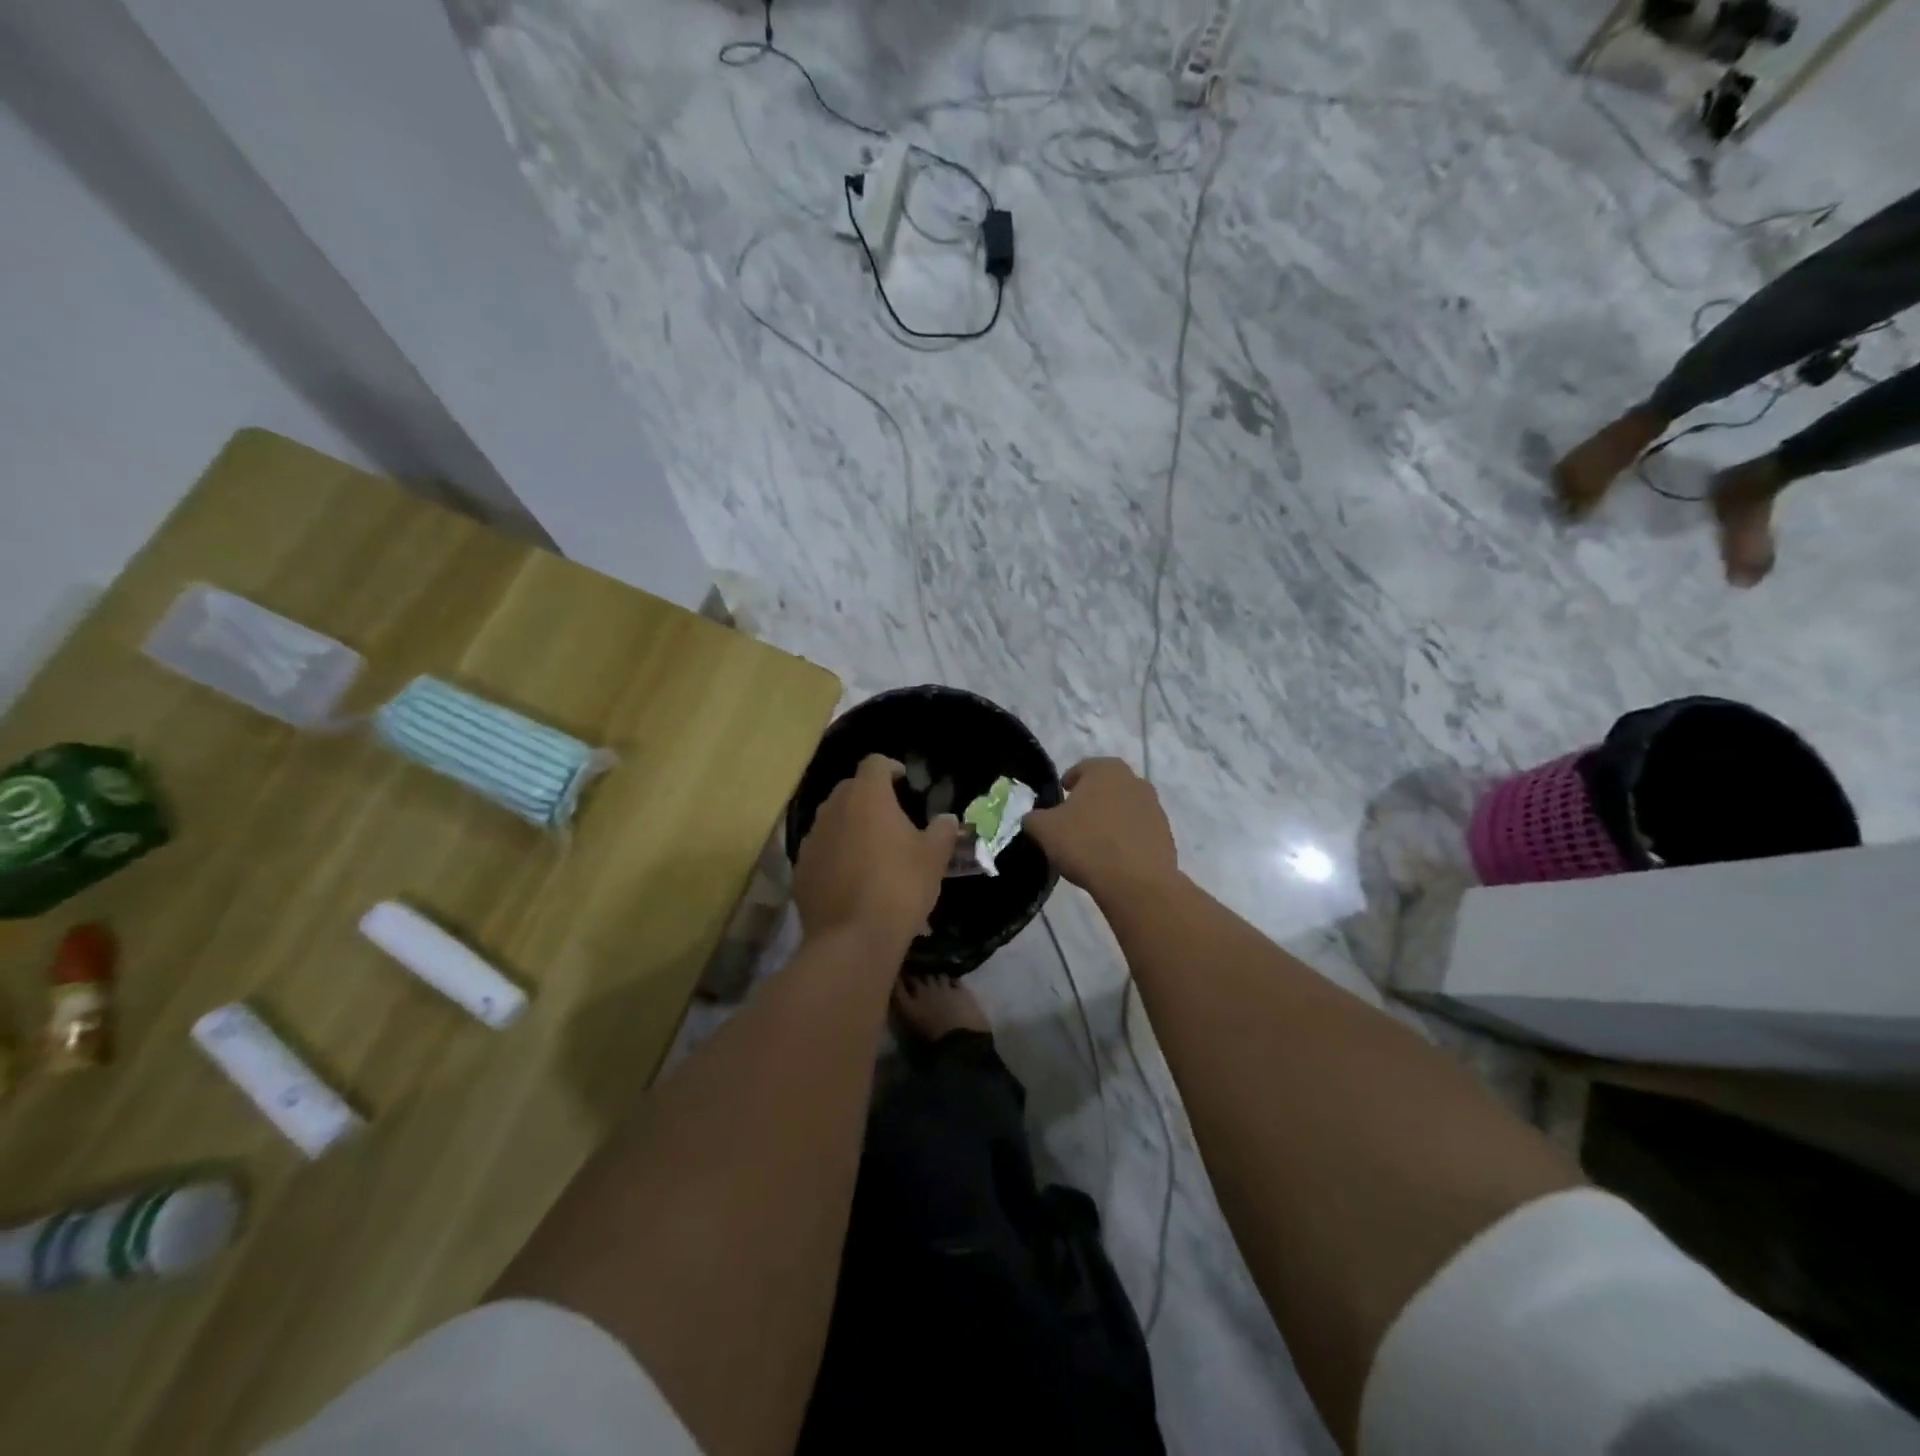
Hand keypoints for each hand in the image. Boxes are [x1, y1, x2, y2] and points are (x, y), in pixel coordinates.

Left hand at [793, 755, 958, 946]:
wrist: (852, 939)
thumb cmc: (900, 887)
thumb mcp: (934, 858)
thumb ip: (942, 831)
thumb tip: (946, 818)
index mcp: (867, 797)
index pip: (875, 763)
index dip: (891, 768)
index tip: (904, 781)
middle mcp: (833, 809)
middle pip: (850, 789)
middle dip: (869, 797)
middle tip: (891, 817)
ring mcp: (812, 839)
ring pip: (832, 820)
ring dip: (850, 826)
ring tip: (870, 849)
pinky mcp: (800, 869)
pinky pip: (820, 850)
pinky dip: (835, 855)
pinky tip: (851, 878)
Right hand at [1025, 758, 1177, 898]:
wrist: (1136, 882)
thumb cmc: (1086, 844)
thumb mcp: (1044, 829)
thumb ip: (1033, 818)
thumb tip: (1034, 818)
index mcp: (1105, 769)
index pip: (1081, 769)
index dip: (1067, 784)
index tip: (1057, 803)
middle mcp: (1134, 780)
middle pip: (1106, 787)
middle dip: (1090, 801)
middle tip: (1073, 822)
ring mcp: (1154, 807)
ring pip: (1124, 808)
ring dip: (1110, 820)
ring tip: (1093, 843)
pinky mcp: (1166, 834)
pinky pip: (1138, 831)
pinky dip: (1125, 839)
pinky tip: (1113, 859)